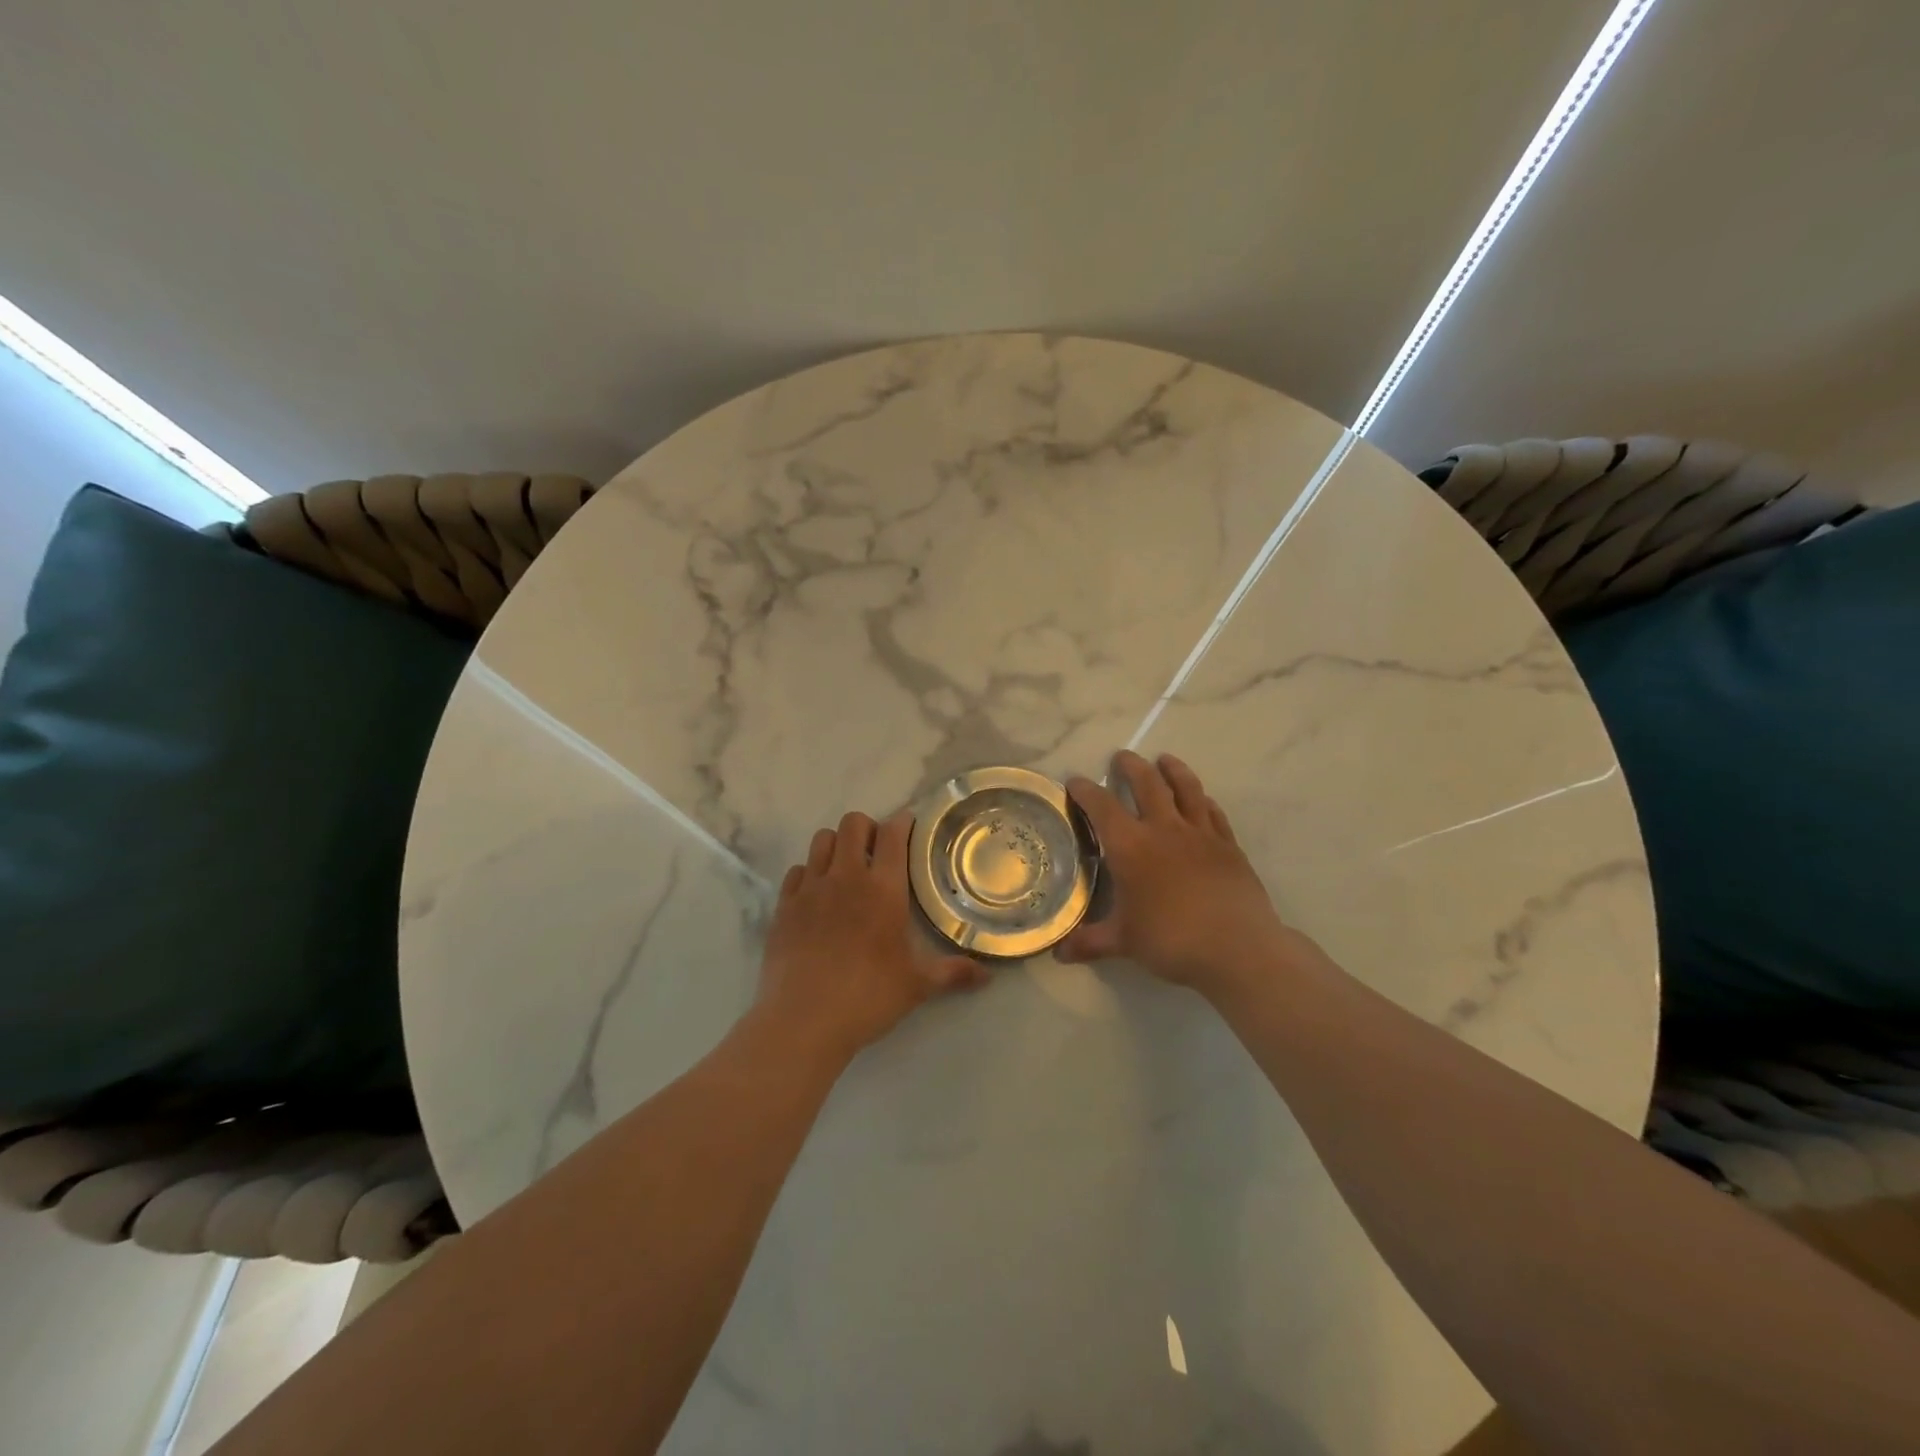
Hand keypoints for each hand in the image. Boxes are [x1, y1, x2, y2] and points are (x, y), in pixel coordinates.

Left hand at [754, 810, 986, 1064]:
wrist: (803, 1020)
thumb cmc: (868, 997)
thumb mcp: (917, 985)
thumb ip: (952, 973)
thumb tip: (988, 976)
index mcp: (883, 889)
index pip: (892, 834)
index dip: (901, 822)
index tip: (908, 825)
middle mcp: (846, 877)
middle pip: (853, 824)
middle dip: (867, 828)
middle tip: (877, 850)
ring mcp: (810, 888)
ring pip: (822, 840)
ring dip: (837, 845)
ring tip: (847, 867)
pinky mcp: (784, 906)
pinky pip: (796, 871)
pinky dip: (809, 873)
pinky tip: (817, 895)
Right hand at [1059, 751, 1321, 999]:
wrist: (1237, 948)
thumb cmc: (1171, 940)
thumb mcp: (1124, 942)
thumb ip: (1090, 942)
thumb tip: (1059, 953)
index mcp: (1131, 846)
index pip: (1102, 806)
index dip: (1085, 790)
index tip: (1075, 781)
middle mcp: (1164, 829)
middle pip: (1147, 783)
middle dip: (1131, 767)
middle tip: (1121, 757)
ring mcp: (1201, 834)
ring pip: (1186, 788)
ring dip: (1172, 770)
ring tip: (1164, 760)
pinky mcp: (1228, 845)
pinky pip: (1213, 812)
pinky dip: (1203, 800)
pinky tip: (1202, 800)